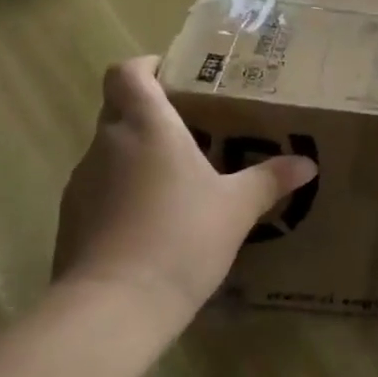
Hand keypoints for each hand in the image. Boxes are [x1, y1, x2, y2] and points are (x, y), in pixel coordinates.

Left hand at [52, 57, 317, 331]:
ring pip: (108, 151)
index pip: (127, 73)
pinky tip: (151, 221)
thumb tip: (307, 164)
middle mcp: (107, 145)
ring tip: (175, 178)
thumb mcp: (237, 207)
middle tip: (189, 127)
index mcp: (146, 126)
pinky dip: (121, 193)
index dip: (146, 66)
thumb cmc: (180, 237)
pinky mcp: (70, 222)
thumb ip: (270, 179)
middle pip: (117, 108)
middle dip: (148, 111)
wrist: (112, 309)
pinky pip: (99, 190)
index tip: (172, 75)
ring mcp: (81, 184)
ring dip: (135, 155)